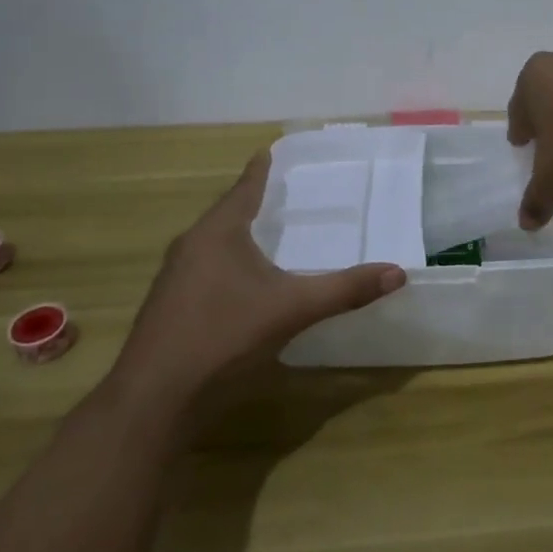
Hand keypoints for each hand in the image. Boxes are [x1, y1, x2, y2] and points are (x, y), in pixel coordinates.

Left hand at [112, 154, 405, 410]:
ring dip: (240, 236)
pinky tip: (245, 284)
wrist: (154, 400)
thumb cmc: (224, 337)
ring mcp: (174, 279)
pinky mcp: (169, 308)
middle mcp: (191, 247)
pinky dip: (229, 265)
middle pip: (226, 214)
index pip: (244, 188)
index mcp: (217, 233)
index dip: (261, 170)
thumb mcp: (292, 310)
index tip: (270, 151)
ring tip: (269, 235)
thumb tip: (398, 272)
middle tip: (285, 194)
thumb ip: (344, 290)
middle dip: (253, 203)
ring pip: (213, 245)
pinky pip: (205, 270)